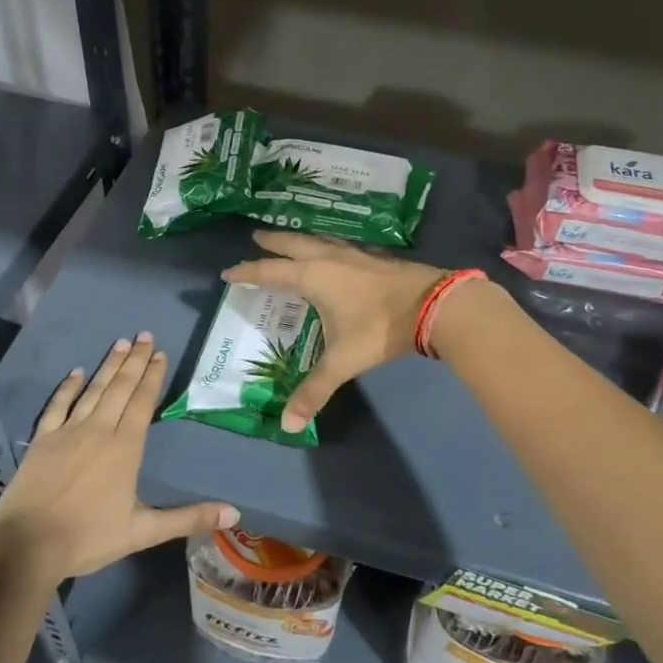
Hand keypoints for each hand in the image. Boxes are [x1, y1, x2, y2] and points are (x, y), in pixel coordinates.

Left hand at [0, 334, 238, 581]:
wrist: (28, 546)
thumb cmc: (89, 538)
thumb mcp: (143, 532)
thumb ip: (188, 518)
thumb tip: (234, 513)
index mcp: (125, 449)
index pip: (142, 403)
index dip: (152, 377)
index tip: (161, 353)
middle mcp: (98, 431)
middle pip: (120, 389)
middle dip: (135, 361)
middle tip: (145, 335)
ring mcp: (67, 432)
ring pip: (93, 391)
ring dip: (108, 366)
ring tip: (121, 343)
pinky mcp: (42, 439)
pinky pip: (57, 405)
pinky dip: (68, 387)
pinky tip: (76, 372)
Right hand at [222, 231, 447, 434]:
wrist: (433, 305)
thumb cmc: (379, 328)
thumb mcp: (342, 361)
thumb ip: (315, 390)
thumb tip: (287, 425)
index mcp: (312, 277)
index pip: (270, 272)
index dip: (248, 273)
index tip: (229, 273)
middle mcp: (329, 259)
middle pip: (293, 245)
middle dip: (273, 243)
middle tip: (256, 237)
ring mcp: (354, 255)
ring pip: (319, 240)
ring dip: (301, 239)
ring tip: (292, 240)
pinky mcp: (375, 258)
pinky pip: (341, 245)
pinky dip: (328, 245)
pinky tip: (337, 253)